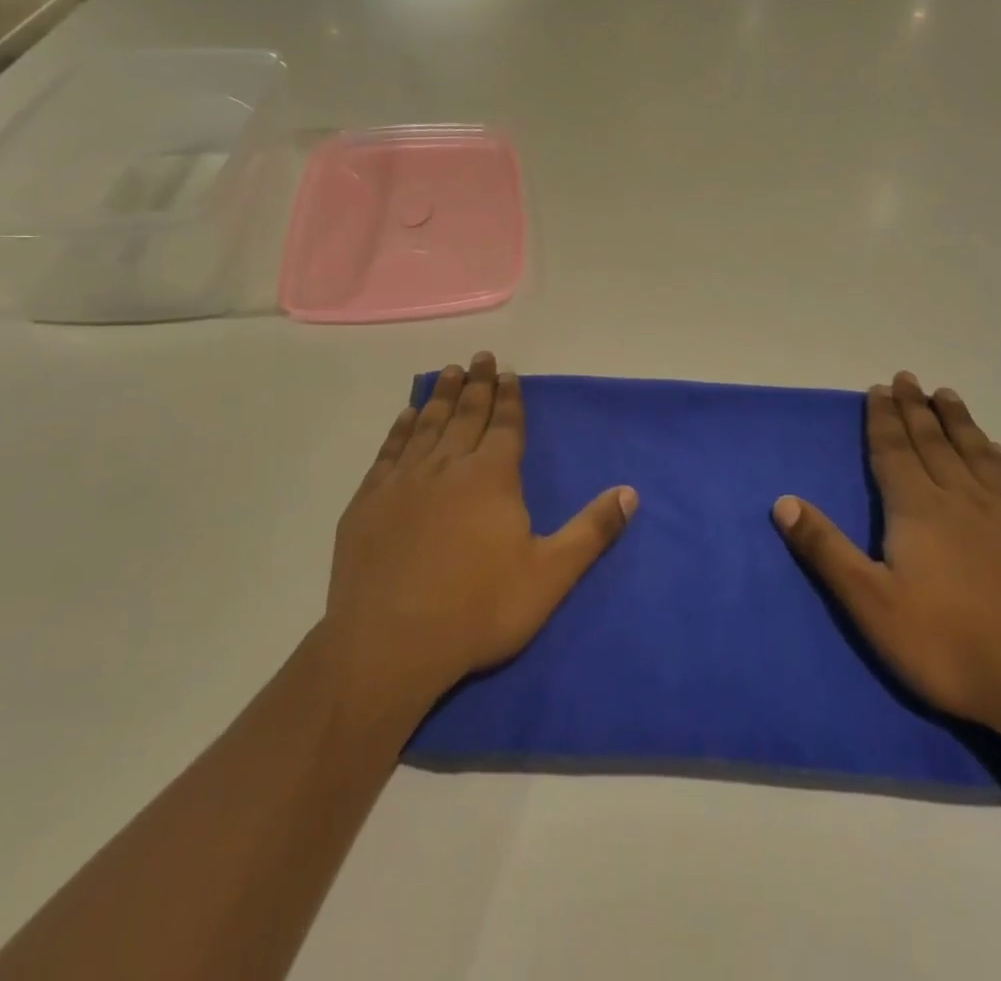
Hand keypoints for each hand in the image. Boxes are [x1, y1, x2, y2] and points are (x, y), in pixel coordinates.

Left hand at [322, 352, 636, 712]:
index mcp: (492, 476)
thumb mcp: (549, 576)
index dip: (509, 398)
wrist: (389, 643)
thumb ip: (592, 531)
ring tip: (449, 371)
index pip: (505, 426)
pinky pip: (390, 450)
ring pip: (428, 424)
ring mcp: (404, 479)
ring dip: (441, 395)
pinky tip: (406, 416)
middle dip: (476, 384)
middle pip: (467, 414)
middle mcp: (448, 465)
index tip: (507, 372)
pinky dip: (401, 428)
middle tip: (480, 356)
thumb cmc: (478, 609)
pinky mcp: (370, 499)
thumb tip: (631, 492)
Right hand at [772, 372, 1000, 746]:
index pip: (894, 451)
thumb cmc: (953, 648)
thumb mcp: (873, 605)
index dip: (882, 419)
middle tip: (907, 378)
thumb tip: (783, 501)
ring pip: (978, 453)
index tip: (878, 389)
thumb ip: (827, 550)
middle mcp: (964, 499)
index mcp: (919, 510)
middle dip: (916, 409)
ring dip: (958, 421)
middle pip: (934, 442)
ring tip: (946, 395)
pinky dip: (1000, 456)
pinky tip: (997, 450)